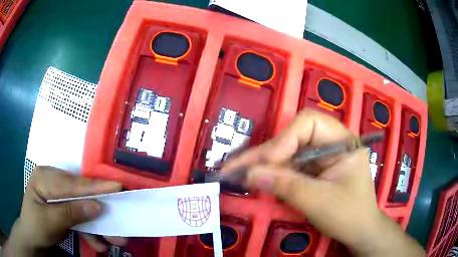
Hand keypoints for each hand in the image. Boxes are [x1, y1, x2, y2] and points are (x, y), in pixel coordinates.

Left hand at [3, 166, 126, 255]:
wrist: (32, 240)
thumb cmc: (35, 228)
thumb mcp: (50, 222)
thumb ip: (71, 212)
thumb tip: (97, 206)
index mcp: (45, 178)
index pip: (72, 183)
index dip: (95, 187)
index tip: (118, 187)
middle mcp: (53, 183)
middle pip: (81, 196)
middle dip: (99, 211)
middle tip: (120, 221)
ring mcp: (59, 196)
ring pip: (83, 208)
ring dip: (97, 226)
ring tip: (114, 239)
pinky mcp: (63, 209)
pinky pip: (79, 218)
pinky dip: (89, 231)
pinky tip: (97, 243)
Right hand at [221, 109, 424, 255]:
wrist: (359, 232)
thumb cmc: (349, 215)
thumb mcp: (319, 202)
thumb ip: (286, 186)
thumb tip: (250, 175)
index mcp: (342, 141)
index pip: (309, 123)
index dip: (284, 139)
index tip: (266, 164)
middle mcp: (331, 143)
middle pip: (293, 137)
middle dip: (264, 155)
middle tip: (233, 168)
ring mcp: (321, 157)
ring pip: (287, 152)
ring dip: (263, 165)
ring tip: (235, 172)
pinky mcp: (313, 170)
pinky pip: (289, 166)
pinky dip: (272, 174)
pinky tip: (255, 179)